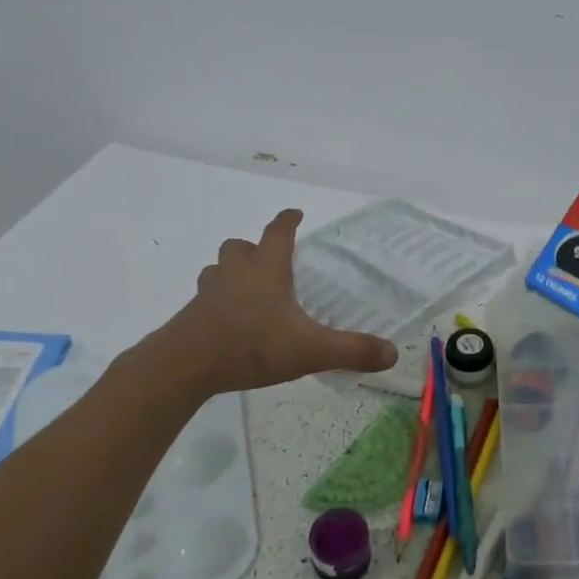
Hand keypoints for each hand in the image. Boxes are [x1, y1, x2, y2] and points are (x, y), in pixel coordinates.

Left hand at [164, 209, 398, 392]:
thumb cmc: (252, 345)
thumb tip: (392, 354)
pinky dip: (218, 303)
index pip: (279, 232)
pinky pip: (205, 299)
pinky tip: (228, 324)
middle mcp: (235, 273)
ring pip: (217, 270)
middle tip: (267, 261)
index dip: (288, 221)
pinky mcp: (191, 316)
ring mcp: (208, 293)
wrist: (185, 365)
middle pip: (239, 247)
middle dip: (253, 248)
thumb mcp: (310, 350)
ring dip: (230, 273)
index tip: (295, 213)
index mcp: (266, 270)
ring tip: (245, 290)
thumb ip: (352, 351)